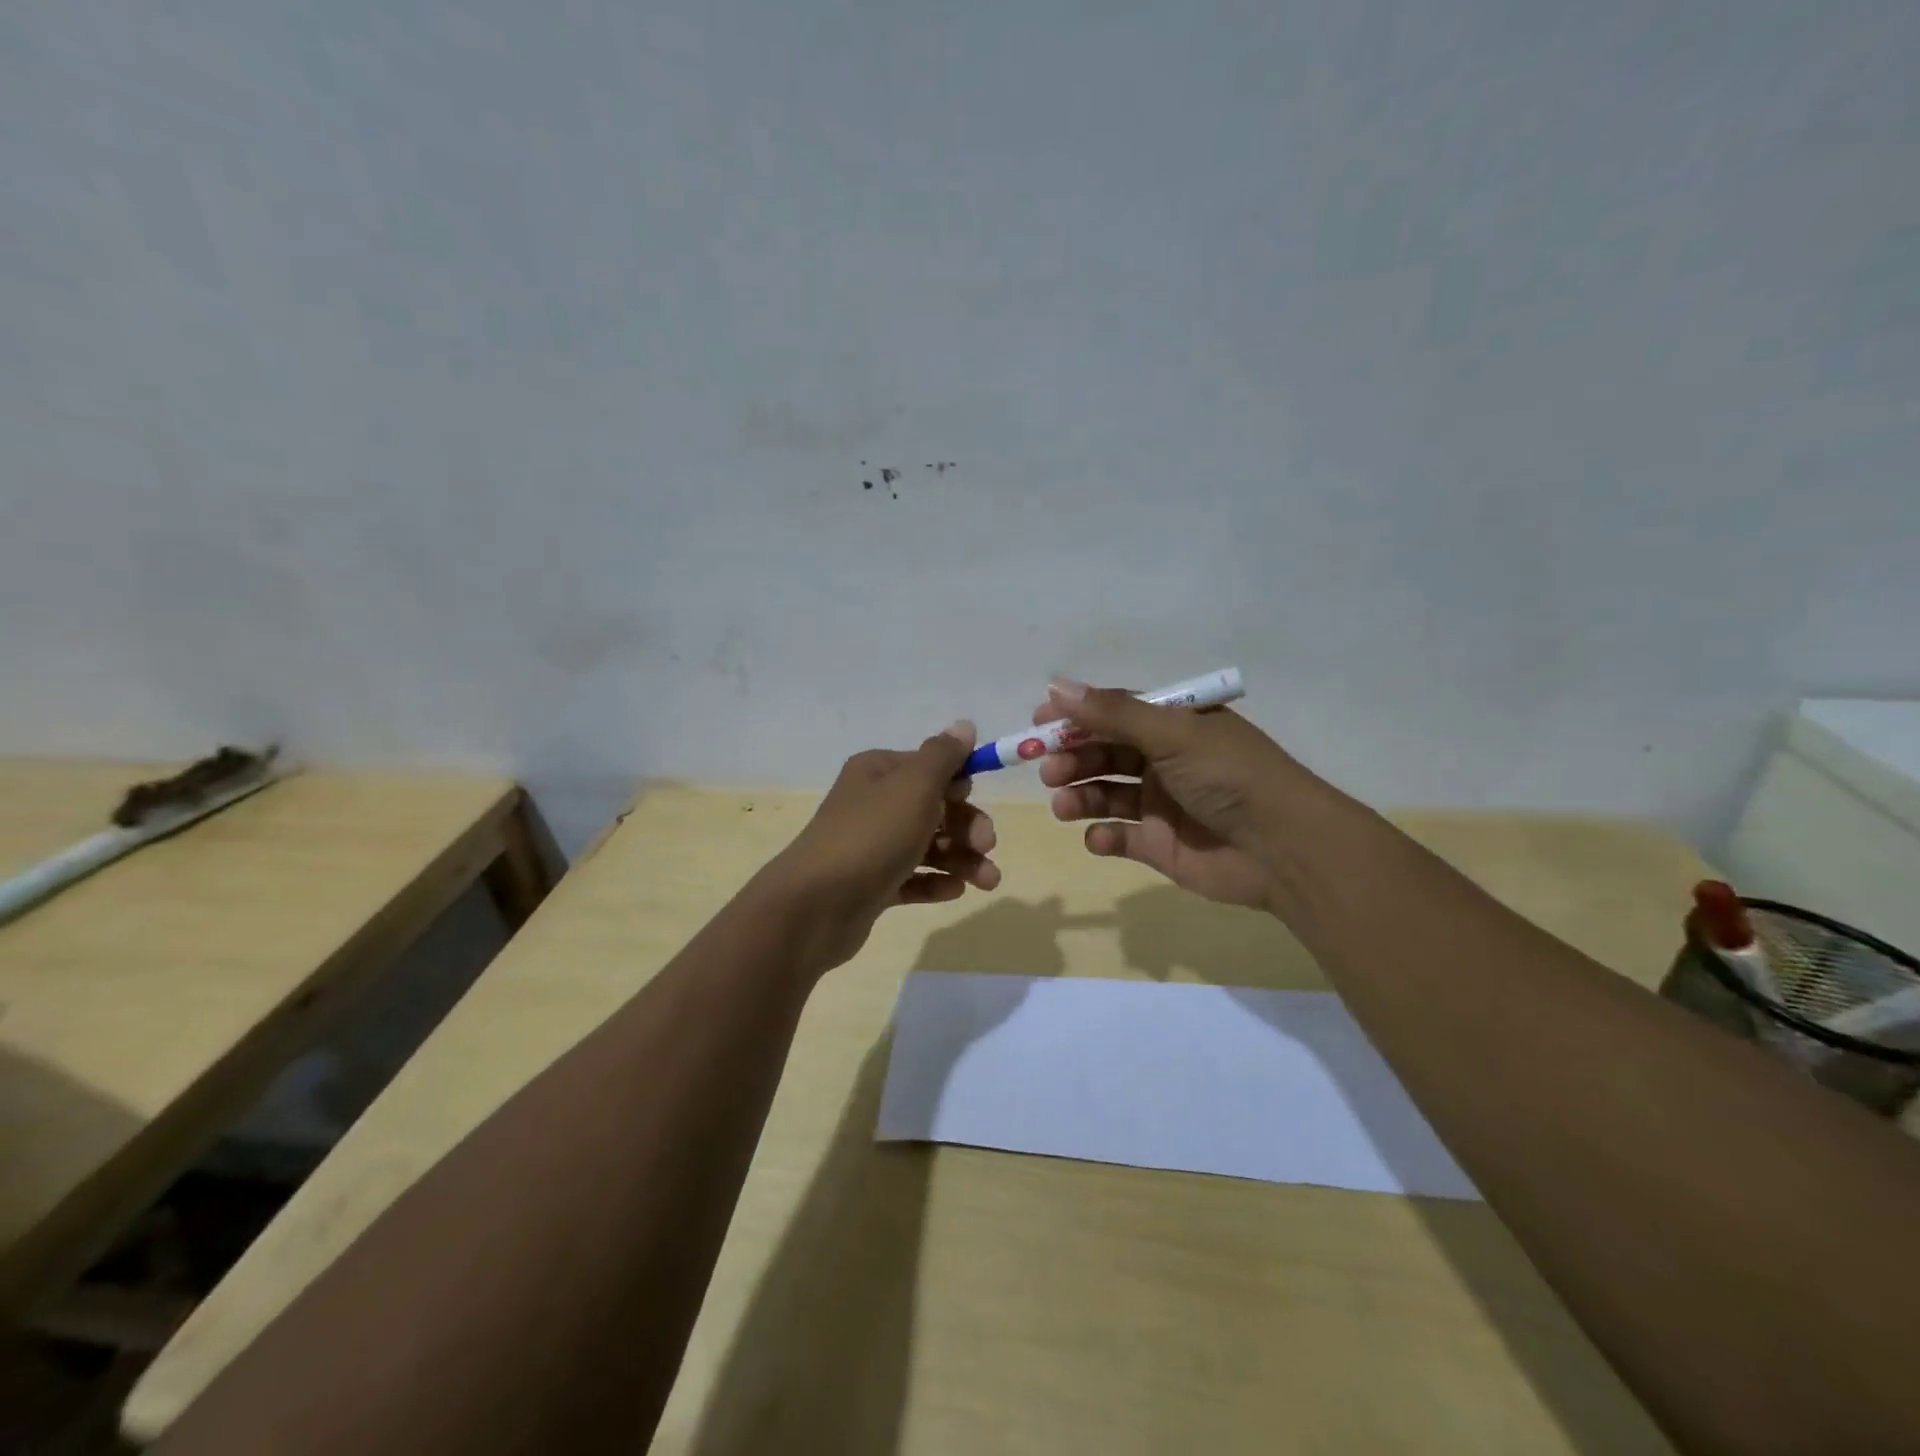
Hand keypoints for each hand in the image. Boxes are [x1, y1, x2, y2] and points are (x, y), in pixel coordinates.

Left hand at [765, 722, 999, 970]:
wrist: (816, 904)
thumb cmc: (872, 835)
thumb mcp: (914, 786)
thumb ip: (943, 756)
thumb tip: (964, 725)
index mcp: (878, 771)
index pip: (930, 767)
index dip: (959, 782)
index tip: (976, 799)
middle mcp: (873, 803)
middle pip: (934, 808)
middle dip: (967, 826)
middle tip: (987, 846)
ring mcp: (871, 846)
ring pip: (928, 846)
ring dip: (962, 859)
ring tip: (988, 882)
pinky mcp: (872, 884)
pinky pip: (912, 878)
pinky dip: (936, 882)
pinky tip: (955, 891)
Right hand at [1034, 680, 1300, 910]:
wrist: (1283, 848)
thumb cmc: (1229, 776)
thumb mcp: (1172, 733)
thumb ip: (1113, 713)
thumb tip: (1056, 686)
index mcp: (1174, 726)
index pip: (1115, 712)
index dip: (1076, 715)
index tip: (1038, 723)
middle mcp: (1165, 761)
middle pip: (1104, 753)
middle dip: (1073, 758)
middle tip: (1048, 769)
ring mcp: (1161, 804)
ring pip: (1105, 794)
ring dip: (1080, 796)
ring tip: (1063, 804)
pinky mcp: (1160, 845)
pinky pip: (1119, 838)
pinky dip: (1103, 837)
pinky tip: (1099, 838)